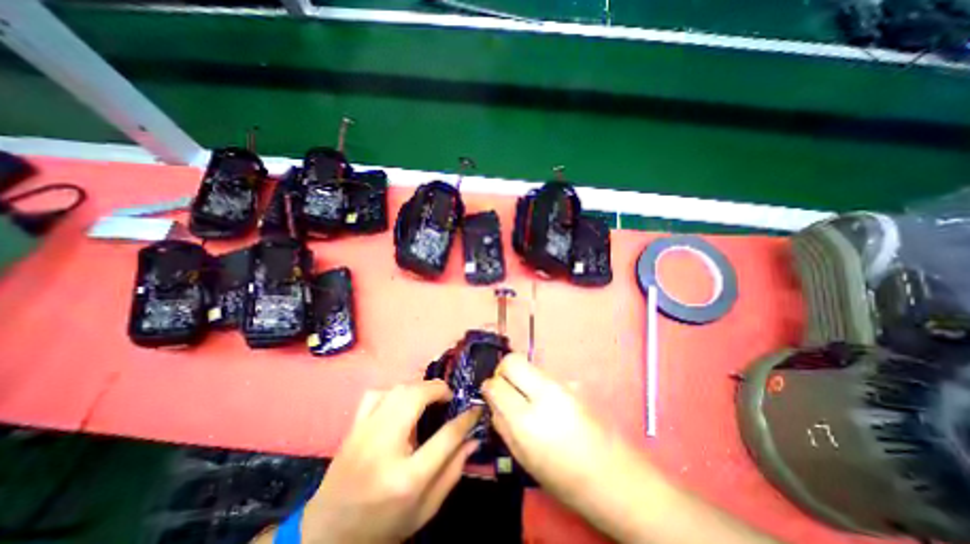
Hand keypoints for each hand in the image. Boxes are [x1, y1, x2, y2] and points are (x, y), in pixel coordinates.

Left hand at [295, 380, 475, 543]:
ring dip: (419, 386)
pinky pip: (376, 394)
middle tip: (449, 396)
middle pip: (415, 398)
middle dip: (438, 389)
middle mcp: (384, 448)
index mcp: (407, 478)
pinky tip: (401, 401)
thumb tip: (473, 439)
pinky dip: (394, 390)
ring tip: (430, 395)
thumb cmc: (383, 526)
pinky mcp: (353, 428)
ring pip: (397, 390)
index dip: (466, 419)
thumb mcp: (425, 509)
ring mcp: (364, 434)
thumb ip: (453, 472)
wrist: (327, 537)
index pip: (446, 437)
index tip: (475, 409)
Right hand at [478, 354, 641, 514]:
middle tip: (504, 388)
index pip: (497, 384)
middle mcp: (544, 393)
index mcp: (527, 420)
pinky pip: (545, 375)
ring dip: (520, 377)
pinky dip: (536, 383)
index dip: (489, 386)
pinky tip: (546, 404)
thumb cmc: (564, 478)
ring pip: (529, 365)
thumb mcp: (524, 459)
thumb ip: (503, 425)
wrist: (614, 476)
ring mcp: (562, 385)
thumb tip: (493, 401)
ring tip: (525, 399)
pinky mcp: (573, 383)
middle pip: (513, 360)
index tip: (489, 393)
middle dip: (502, 370)